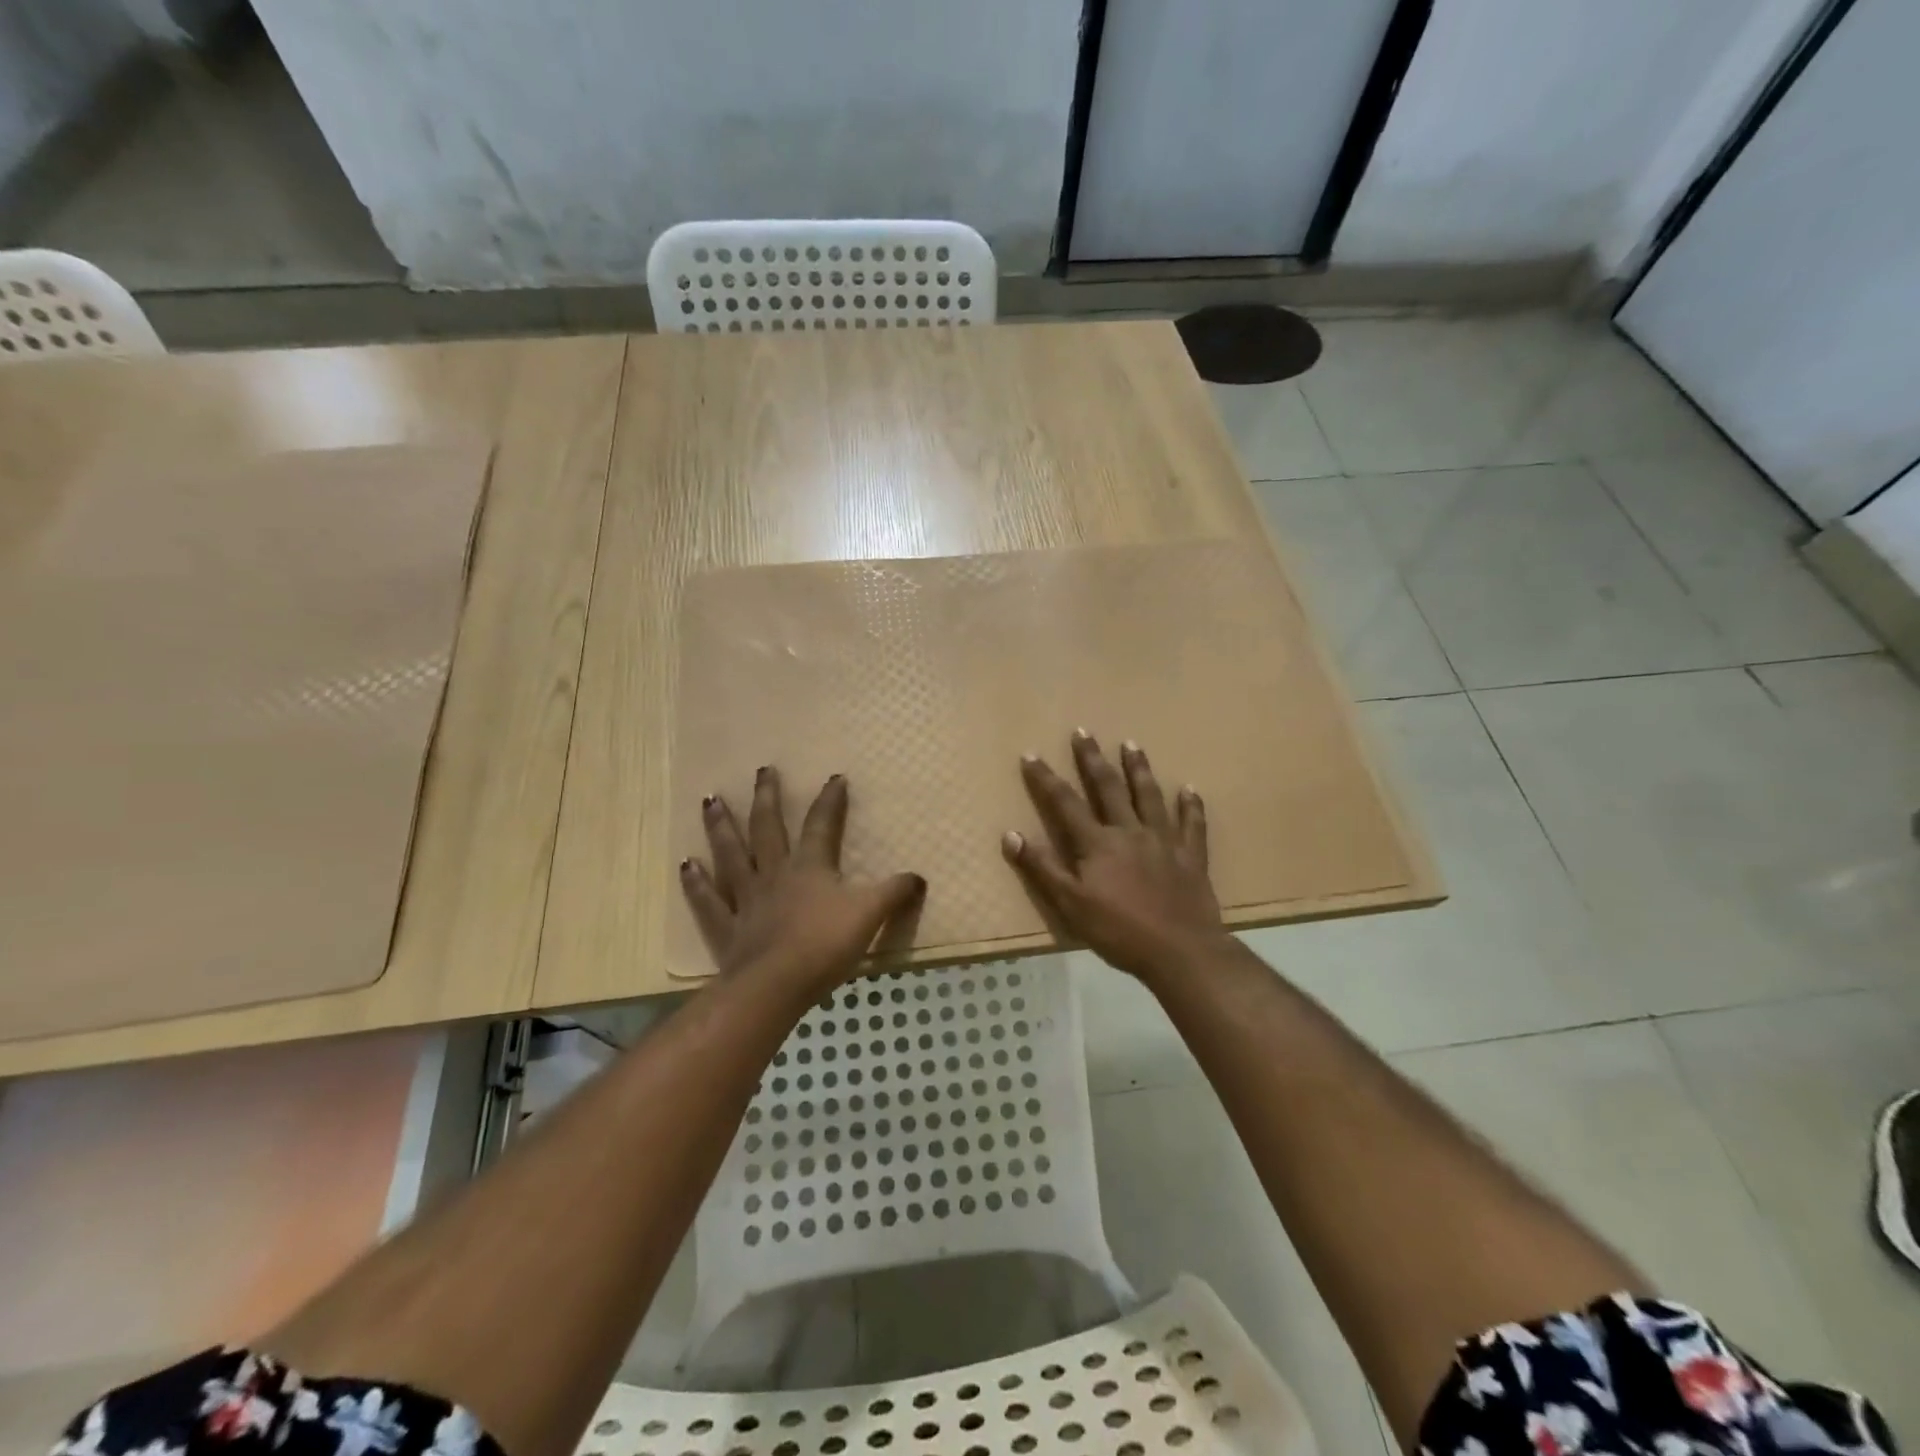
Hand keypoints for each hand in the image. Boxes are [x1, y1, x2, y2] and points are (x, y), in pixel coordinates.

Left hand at [681, 767, 925, 990]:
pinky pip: (708, 900)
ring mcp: (746, 899)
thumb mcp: (869, 915)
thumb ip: (894, 894)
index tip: (834, 777)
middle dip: (767, 798)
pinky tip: (686, 864)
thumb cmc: (824, 945)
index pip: (822, 825)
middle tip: (762, 771)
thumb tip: (919, 877)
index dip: (830, 800)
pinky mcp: (726, 927)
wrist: (776, 985)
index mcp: (810, 867)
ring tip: (710, 800)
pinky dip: (696, 882)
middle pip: (768, 828)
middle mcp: (774, 873)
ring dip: (721, 827)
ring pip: (731, 854)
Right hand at [1002, 731, 1226, 981]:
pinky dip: (1190, 806)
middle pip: (1108, 788)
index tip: (1032, 754)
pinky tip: (1190, 789)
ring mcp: (1163, 841)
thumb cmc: (1119, 931)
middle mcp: (1129, 832)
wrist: (1180, 951)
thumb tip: (1010, 835)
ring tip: (1132, 744)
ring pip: (1149, 796)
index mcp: (1097, 843)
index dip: (1046, 779)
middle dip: (1093, 759)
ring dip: (1139, 769)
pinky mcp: (1191, 856)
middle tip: (1084, 731)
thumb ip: (1042, 868)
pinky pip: (1191, 825)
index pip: (1065, 803)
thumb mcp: (1070, 904)